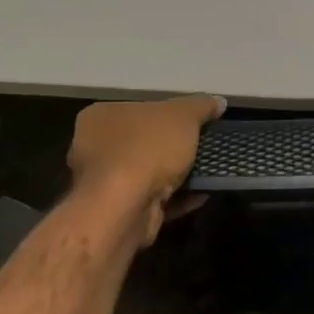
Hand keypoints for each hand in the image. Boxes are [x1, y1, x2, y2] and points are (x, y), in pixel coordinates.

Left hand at [67, 95, 225, 244]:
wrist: (126, 207)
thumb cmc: (147, 148)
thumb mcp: (183, 115)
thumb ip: (201, 106)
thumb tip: (218, 101)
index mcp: (101, 117)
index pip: (138, 109)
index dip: (168, 114)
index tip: (192, 122)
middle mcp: (94, 148)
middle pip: (143, 142)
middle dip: (173, 147)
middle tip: (201, 146)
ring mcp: (103, 183)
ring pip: (149, 173)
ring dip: (177, 174)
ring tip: (207, 170)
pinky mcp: (117, 212)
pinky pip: (153, 199)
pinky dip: (177, 197)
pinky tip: (201, 194)